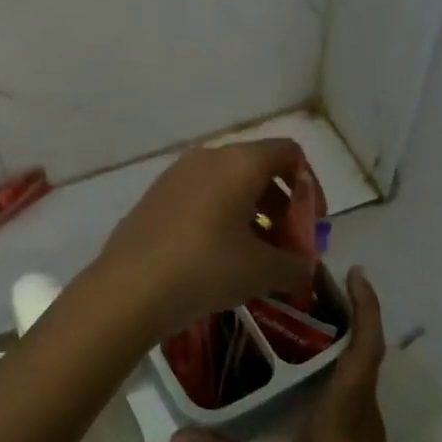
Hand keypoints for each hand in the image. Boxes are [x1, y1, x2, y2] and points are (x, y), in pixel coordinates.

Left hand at [95, 140, 317, 339]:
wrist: (129, 288)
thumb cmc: (206, 268)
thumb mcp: (262, 271)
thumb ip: (296, 265)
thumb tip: (307, 266)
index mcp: (239, 162)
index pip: (288, 153)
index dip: (310, 187)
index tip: (312, 225)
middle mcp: (207, 157)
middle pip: (259, 169)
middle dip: (283, 207)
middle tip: (289, 248)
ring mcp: (177, 175)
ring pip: (229, 184)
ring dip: (253, 215)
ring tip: (258, 258)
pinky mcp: (156, 196)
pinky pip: (202, 197)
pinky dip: (222, 218)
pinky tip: (221, 258)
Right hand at [175, 268, 416, 441]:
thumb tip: (178, 437)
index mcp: (346, 405)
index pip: (366, 343)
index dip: (366, 305)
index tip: (356, 272)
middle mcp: (361, 406)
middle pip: (363, 346)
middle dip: (345, 310)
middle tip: (306, 283)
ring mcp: (364, 425)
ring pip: (358, 367)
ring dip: (340, 337)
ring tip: (298, 315)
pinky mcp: (361, 441)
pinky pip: (351, 388)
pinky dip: (334, 366)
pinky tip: (301, 370)